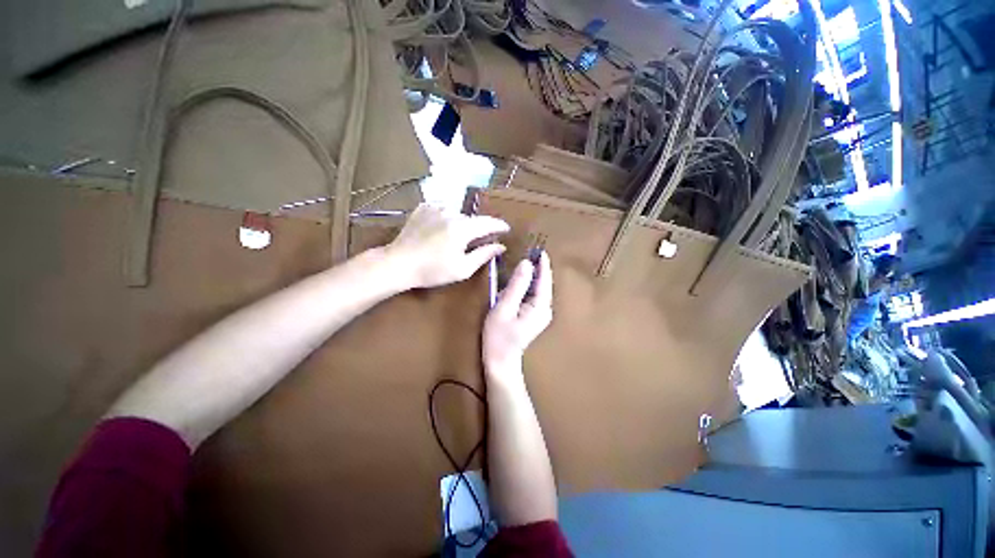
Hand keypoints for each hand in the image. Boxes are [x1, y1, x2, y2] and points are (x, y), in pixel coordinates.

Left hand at [387, 204, 508, 288]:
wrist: (399, 263)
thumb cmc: (433, 271)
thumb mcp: (462, 269)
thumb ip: (484, 255)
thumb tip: (501, 246)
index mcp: (462, 228)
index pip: (488, 222)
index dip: (499, 225)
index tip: (506, 229)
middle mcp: (451, 212)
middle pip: (472, 219)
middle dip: (476, 230)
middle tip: (475, 243)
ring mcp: (435, 207)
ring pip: (457, 214)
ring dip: (460, 224)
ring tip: (452, 239)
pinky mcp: (423, 207)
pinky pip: (443, 209)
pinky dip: (446, 218)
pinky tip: (440, 230)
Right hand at [483, 252, 552, 375]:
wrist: (500, 361)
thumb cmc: (499, 336)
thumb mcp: (504, 307)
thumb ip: (516, 285)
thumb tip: (526, 263)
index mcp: (540, 306)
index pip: (544, 280)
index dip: (542, 263)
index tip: (539, 249)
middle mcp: (545, 309)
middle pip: (543, 283)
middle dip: (537, 268)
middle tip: (528, 253)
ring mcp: (541, 313)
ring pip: (538, 289)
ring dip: (531, 277)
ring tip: (523, 264)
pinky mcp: (534, 316)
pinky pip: (533, 295)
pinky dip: (527, 286)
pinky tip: (518, 282)